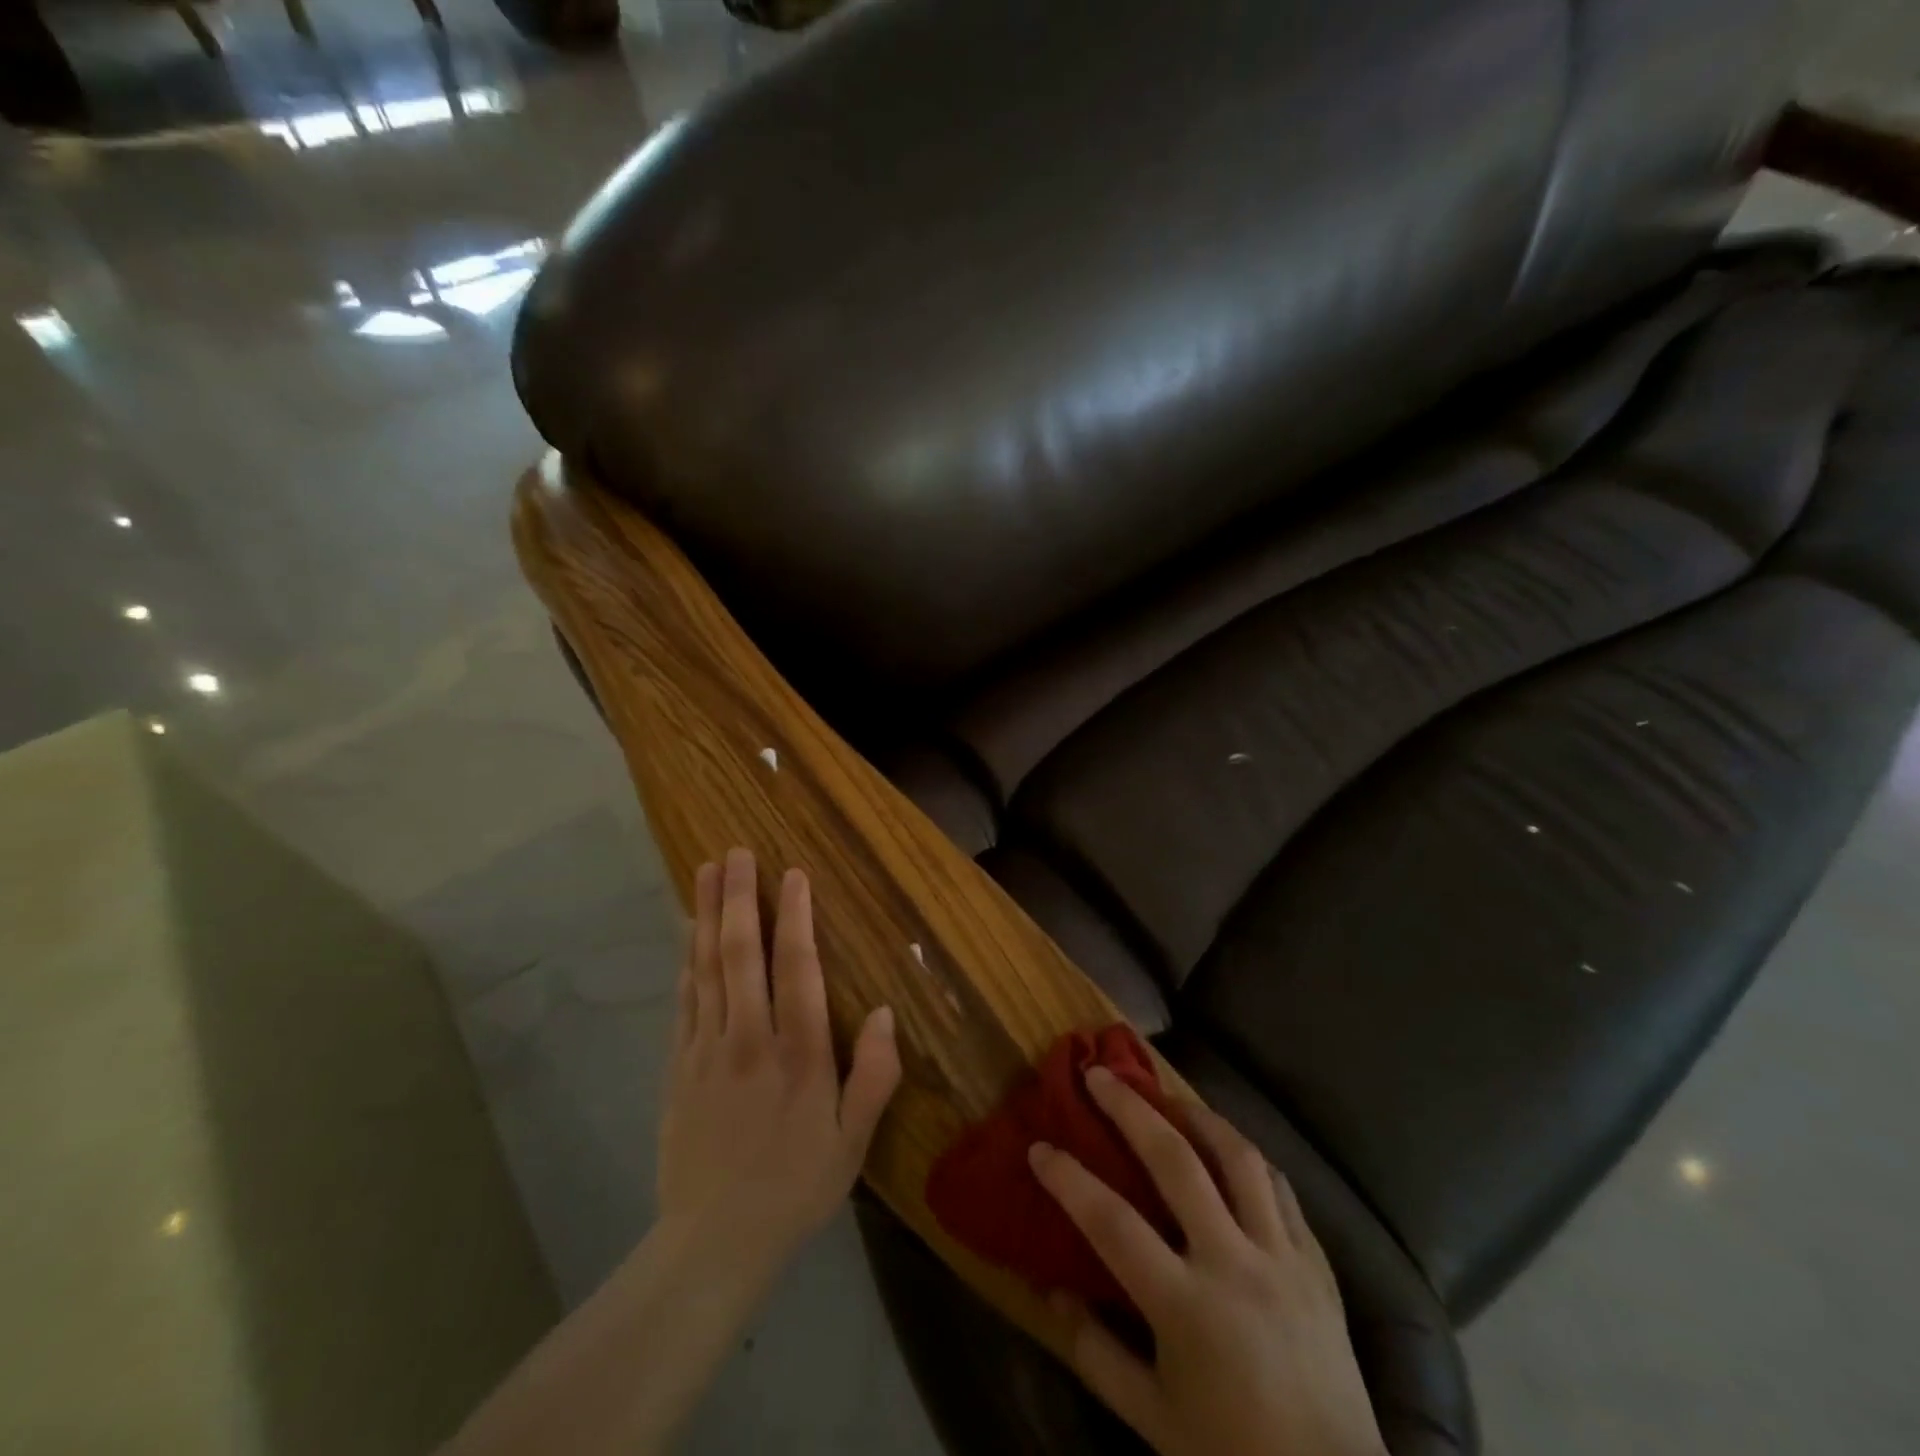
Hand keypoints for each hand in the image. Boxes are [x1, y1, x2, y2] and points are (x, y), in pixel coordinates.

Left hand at [657, 848, 901, 1277]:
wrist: (711, 1244)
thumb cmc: (795, 1187)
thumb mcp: (852, 1142)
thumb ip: (873, 1076)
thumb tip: (882, 1011)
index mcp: (797, 1055)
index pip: (795, 968)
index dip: (795, 916)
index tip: (792, 874)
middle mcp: (748, 1040)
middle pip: (740, 954)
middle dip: (738, 898)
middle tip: (736, 853)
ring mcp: (705, 1050)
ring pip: (705, 968)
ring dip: (704, 916)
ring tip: (704, 872)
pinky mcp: (678, 1066)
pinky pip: (684, 1000)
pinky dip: (686, 960)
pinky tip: (687, 935)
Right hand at [1029, 1067, 1387, 1455]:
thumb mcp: (1152, 1421)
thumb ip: (1096, 1353)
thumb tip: (1053, 1291)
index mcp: (1186, 1307)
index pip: (1111, 1224)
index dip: (1069, 1180)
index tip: (1039, 1147)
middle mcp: (1233, 1264)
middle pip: (1175, 1162)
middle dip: (1130, 1110)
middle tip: (1100, 1075)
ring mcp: (1281, 1256)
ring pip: (1238, 1157)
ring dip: (1197, 1116)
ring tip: (1168, 1097)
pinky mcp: (1317, 1262)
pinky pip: (1280, 1188)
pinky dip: (1248, 1158)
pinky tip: (1228, 1149)